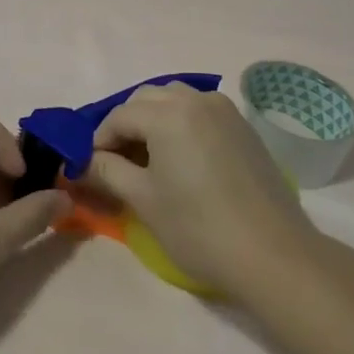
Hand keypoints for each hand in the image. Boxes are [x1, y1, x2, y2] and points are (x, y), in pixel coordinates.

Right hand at [84, 83, 317, 298]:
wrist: (273, 254)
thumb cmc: (198, 228)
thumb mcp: (143, 200)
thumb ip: (107, 171)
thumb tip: (80, 162)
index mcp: (168, 113)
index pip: (119, 116)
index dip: (98, 140)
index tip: (89, 168)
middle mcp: (196, 100)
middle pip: (147, 99)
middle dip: (126, 124)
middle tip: (116, 162)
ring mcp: (226, 111)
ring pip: (176, 100)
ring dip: (154, 119)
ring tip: (147, 158)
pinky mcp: (244, 128)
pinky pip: (201, 112)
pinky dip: (181, 124)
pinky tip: (180, 159)